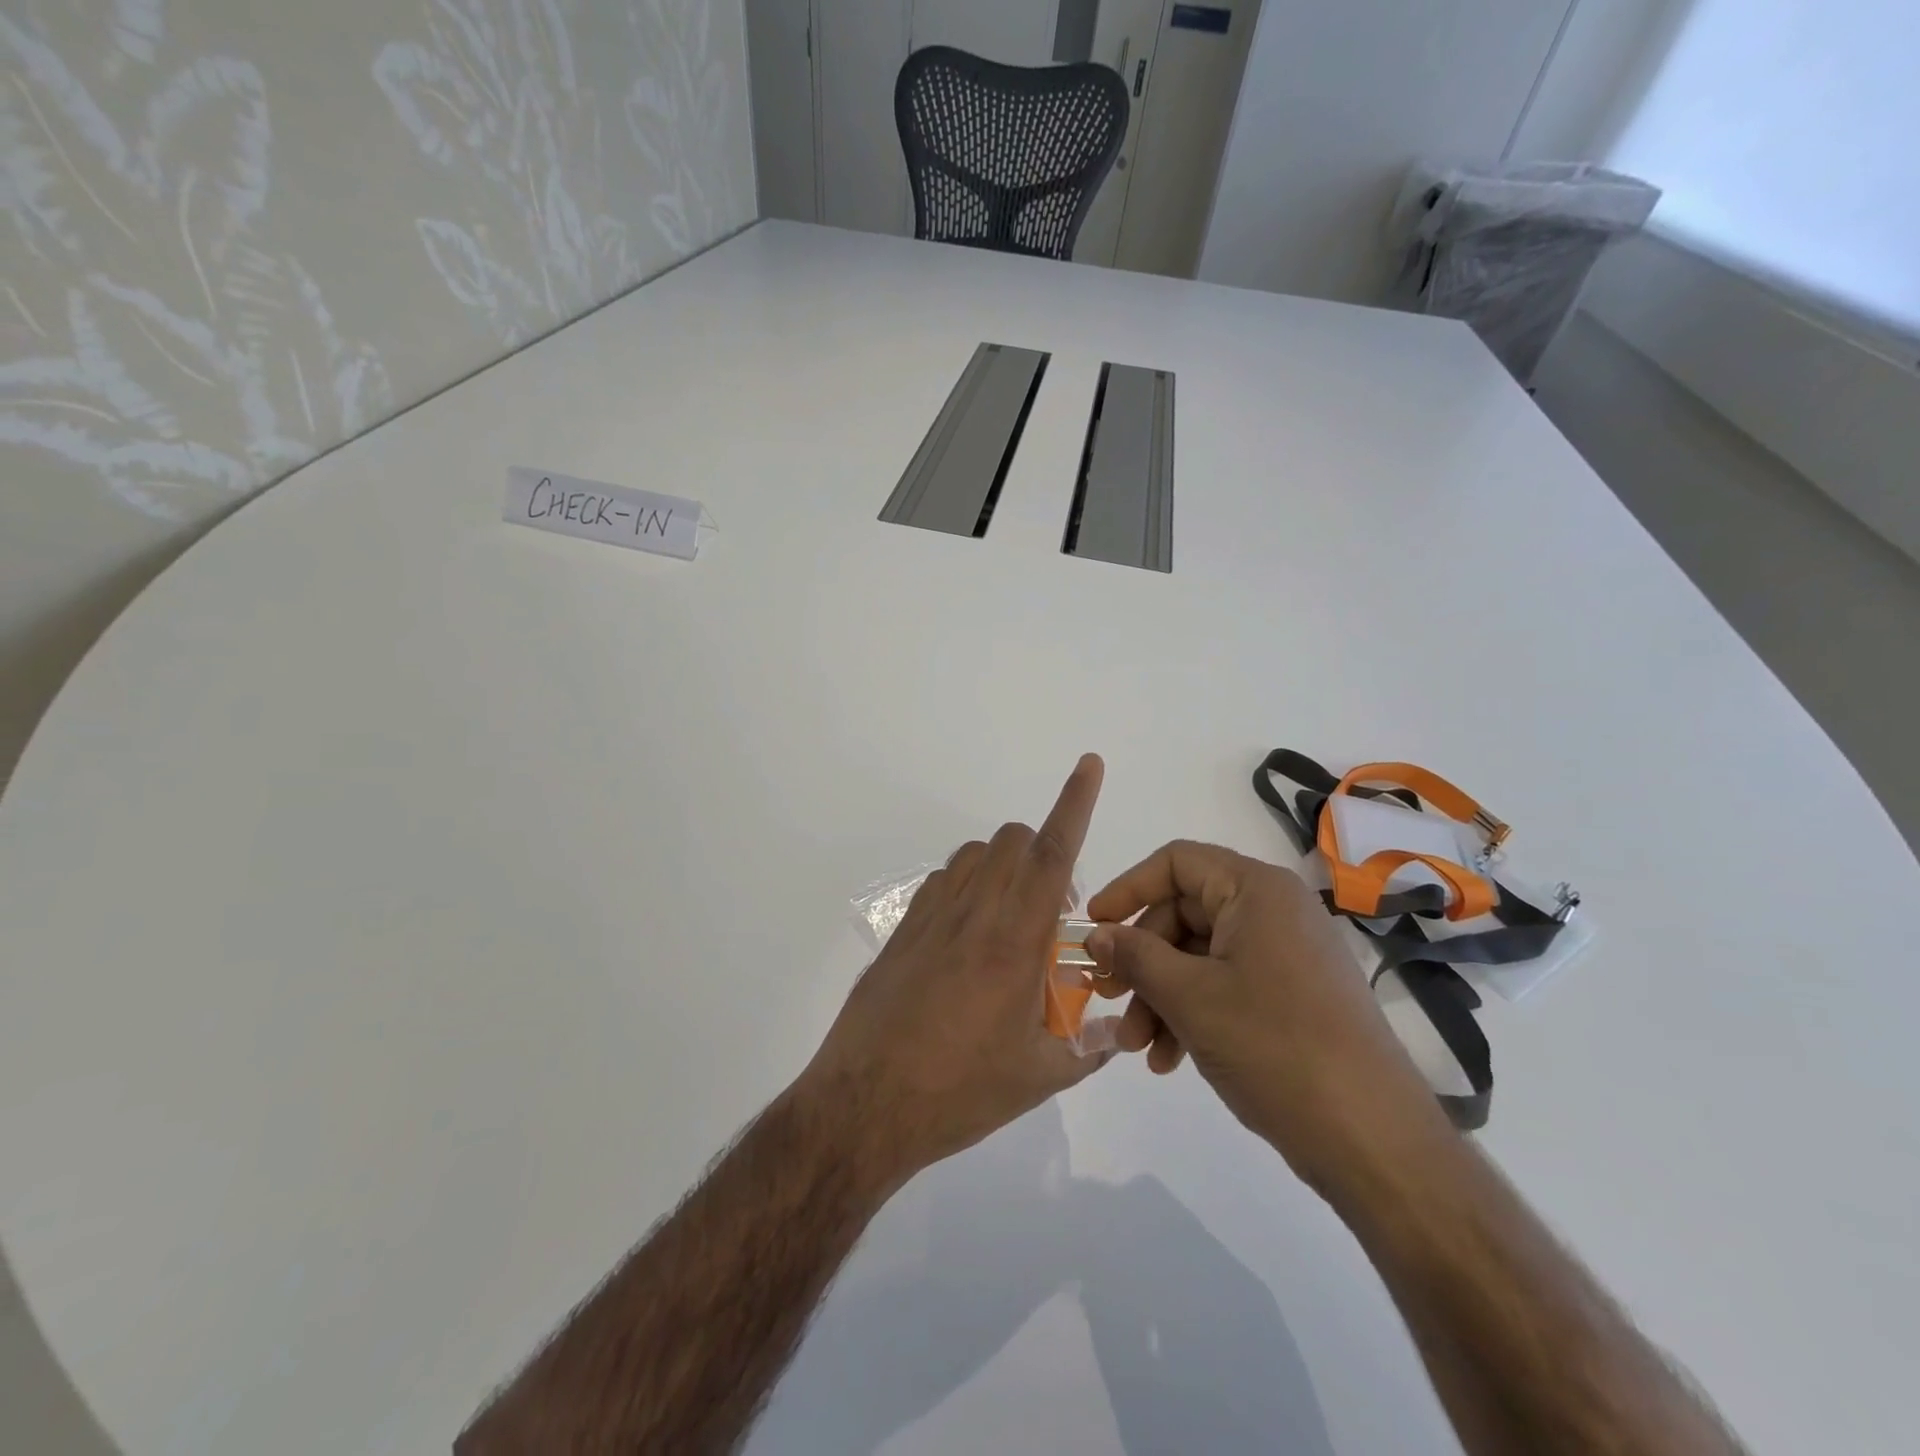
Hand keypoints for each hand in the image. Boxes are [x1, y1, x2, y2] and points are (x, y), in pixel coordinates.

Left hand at [797, 755, 1115, 1193]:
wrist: (864, 1106)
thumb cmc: (958, 1093)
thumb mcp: (1038, 1078)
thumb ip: (1087, 1048)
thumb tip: (1116, 1032)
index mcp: (1012, 942)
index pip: (1052, 854)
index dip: (1074, 802)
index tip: (1088, 764)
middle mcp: (972, 914)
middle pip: (1012, 841)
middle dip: (1044, 852)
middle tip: (1053, 914)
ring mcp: (930, 917)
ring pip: (975, 854)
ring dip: (1004, 866)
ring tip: (1011, 922)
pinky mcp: (902, 930)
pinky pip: (942, 881)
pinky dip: (967, 886)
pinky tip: (967, 937)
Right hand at [1086, 841, 1450, 1198]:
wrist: (1374, 1140)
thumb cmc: (1275, 1046)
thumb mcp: (1189, 997)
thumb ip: (1135, 956)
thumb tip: (1097, 935)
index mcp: (1256, 890)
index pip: (1176, 862)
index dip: (1127, 888)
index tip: (1093, 928)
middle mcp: (1274, 911)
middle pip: (1184, 914)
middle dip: (1142, 961)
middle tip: (1110, 998)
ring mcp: (1286, 956)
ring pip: (1200, 957)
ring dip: (1161, 996)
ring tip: (1137, 1048)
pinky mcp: (1293, 997)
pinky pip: (1226, 986)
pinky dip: (1193, 1014)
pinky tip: (1169, 1059)